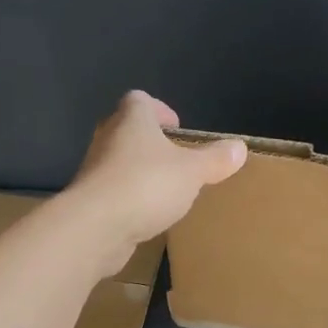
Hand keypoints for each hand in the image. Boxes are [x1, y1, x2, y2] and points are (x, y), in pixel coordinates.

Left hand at [65, 91, 246, 275]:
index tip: (177, 128)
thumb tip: (239, 147)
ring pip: (119, 162)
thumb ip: (215, 159)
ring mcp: (94, 171)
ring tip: (166, 191)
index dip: (159, 109)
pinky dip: (129, 199)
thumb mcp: (192, 172)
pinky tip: (147, 216)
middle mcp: (108, 139)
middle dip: (150, 143)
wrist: (95, 227)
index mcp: (131, 121)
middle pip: (127, 130)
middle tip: (175, 160)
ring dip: (139, 172)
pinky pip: (113, 192)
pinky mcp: (89, 201)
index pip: (140, 100)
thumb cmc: (146, 185)